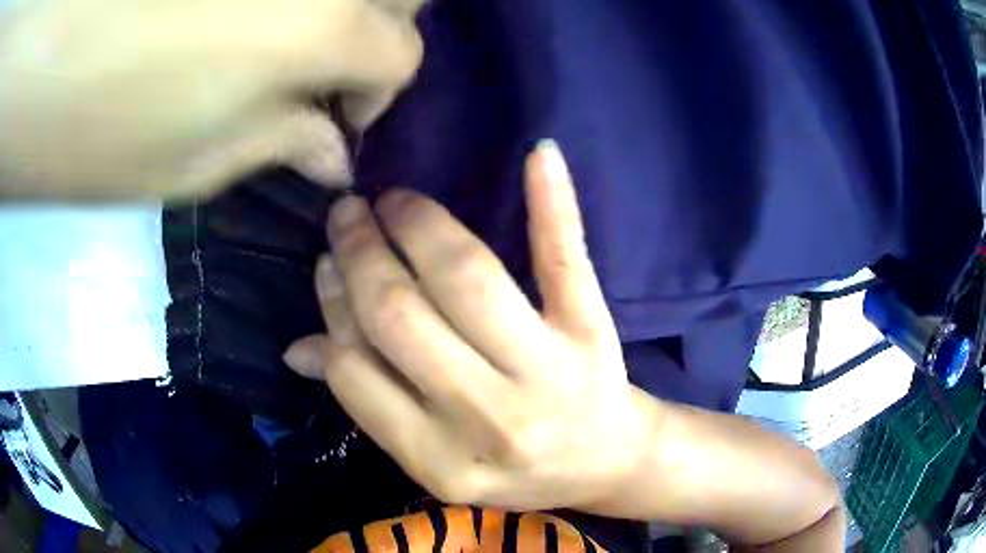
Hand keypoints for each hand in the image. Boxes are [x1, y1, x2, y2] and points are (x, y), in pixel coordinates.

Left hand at [0, 0, 423, 198]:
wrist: (67, 72)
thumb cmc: (124, 126)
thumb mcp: (209, 158)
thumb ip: (288, 144)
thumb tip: (335, 157)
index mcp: (326, 27)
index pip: (402, 52)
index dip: (377, 96)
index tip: (337, 122)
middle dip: (388, 28)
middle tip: (336, 63)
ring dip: (352, 12)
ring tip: (301, 42)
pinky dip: (307, 6)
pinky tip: (266, 22)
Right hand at [285, 142, 654, 510]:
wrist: (607, 461)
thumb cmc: (516, 466)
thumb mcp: (435, 458)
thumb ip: (371, 404)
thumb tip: (299, 349)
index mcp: (442, 460)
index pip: (357, 371)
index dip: (333, 307)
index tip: (327, 265)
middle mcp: (490, 418)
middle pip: (402, 317)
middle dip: (361, 255)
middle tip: (347, 216)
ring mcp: (549, 369)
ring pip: (468, 279)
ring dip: (419, 227)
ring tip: (392, 202)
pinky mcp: (591, 333)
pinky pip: (565, 261)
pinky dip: (552, 202)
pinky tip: (539, 154)